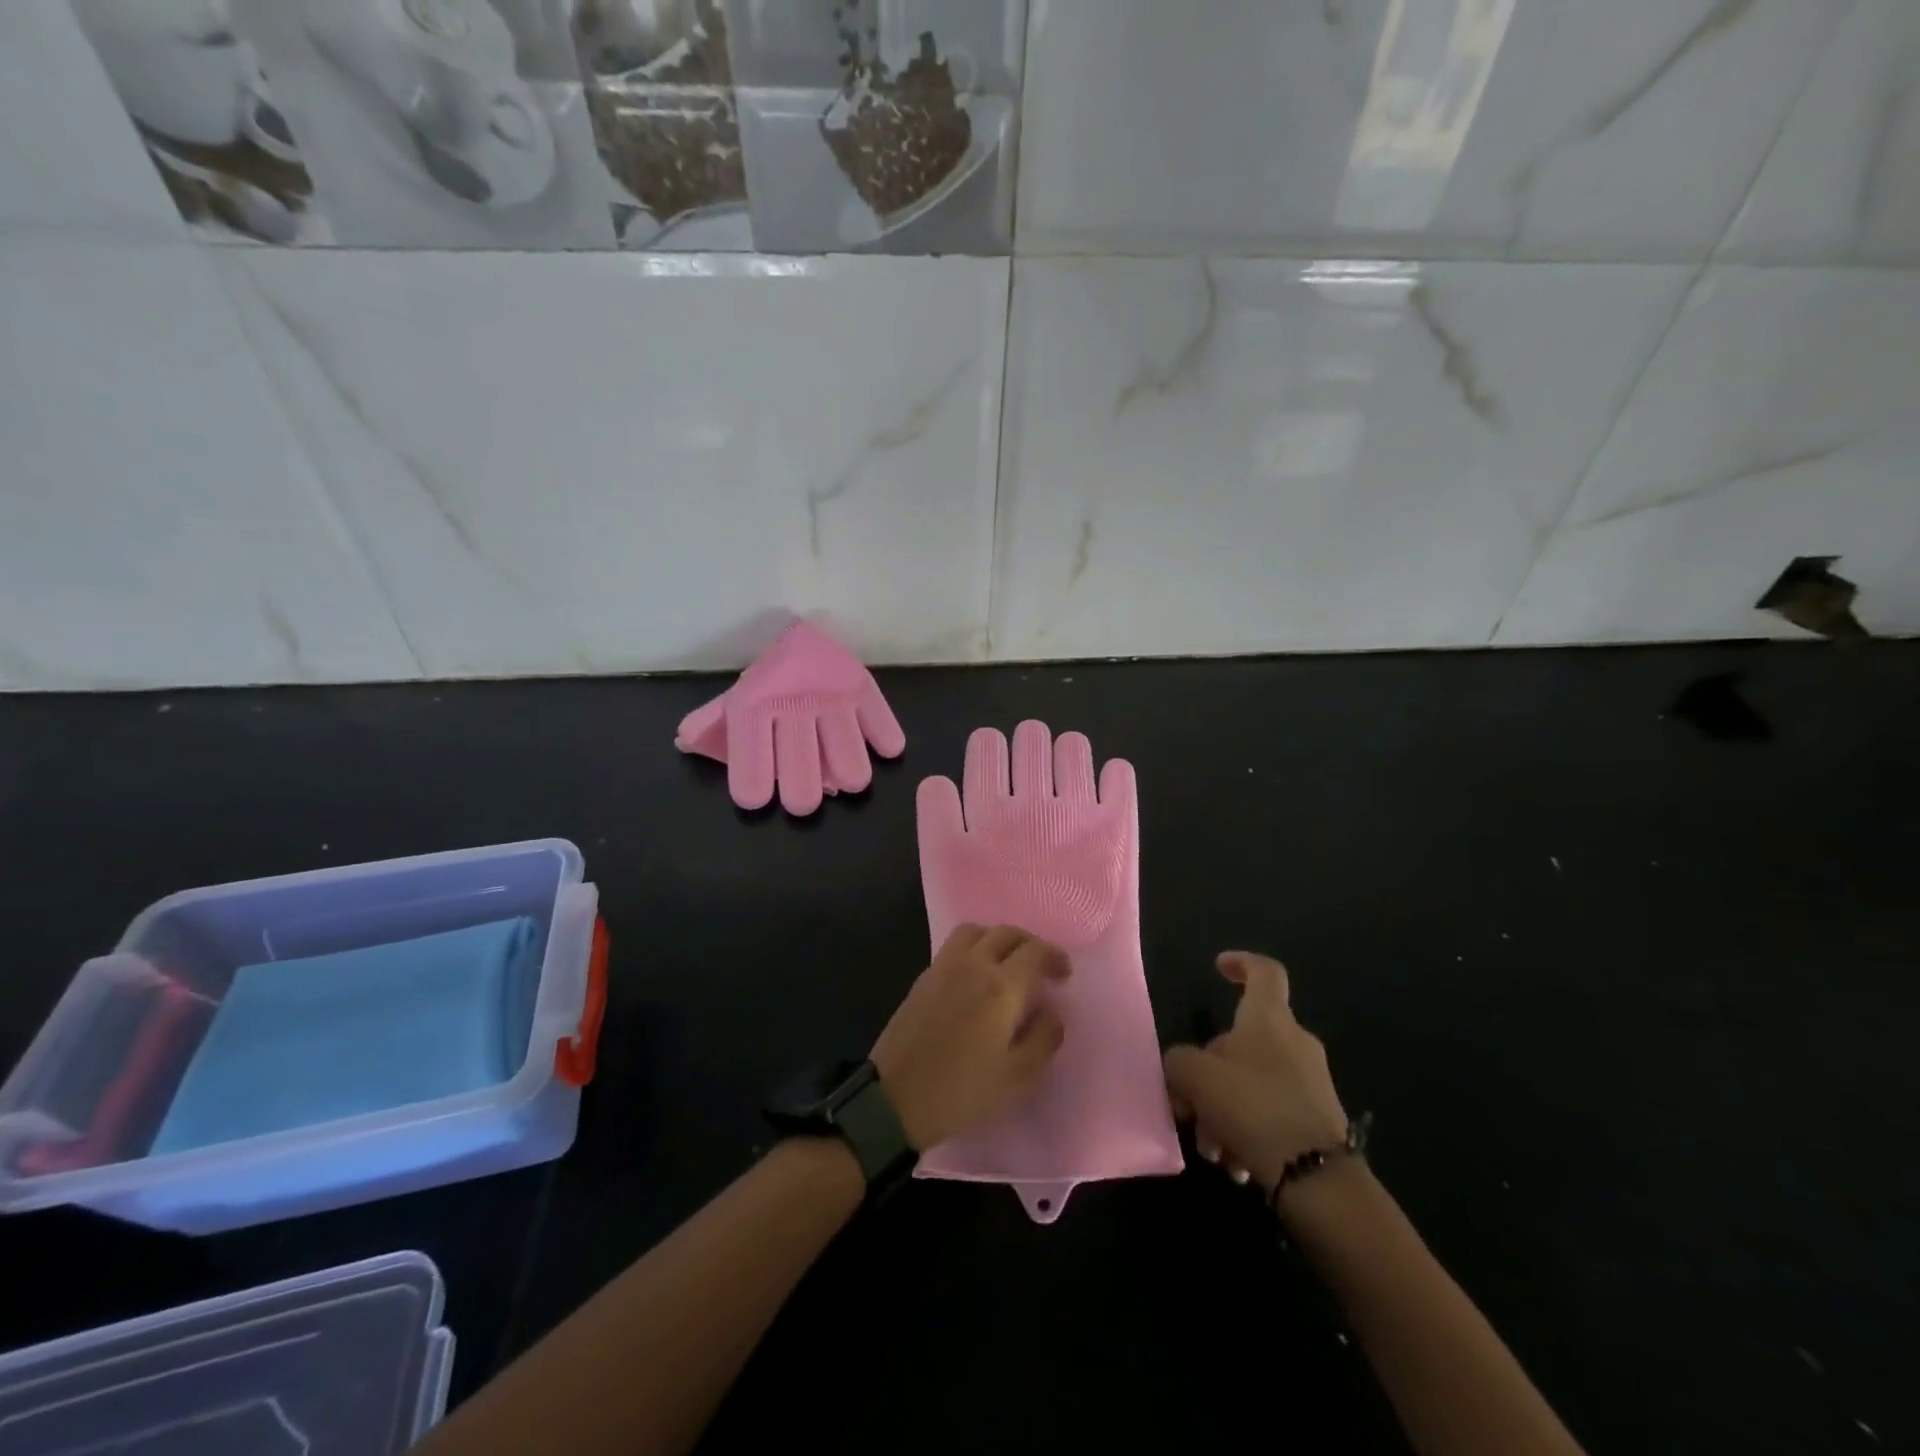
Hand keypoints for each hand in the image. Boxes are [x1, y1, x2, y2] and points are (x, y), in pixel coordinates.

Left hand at [870, 924, 1070, 1150]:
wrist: (894, 1099)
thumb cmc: (961, 1091)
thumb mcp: (1017, 1077)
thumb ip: (1043, 1039)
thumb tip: (1052, 1013)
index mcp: (1001, 986)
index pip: (1035, 951)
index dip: (1054, 956)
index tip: (1063, 974)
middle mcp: (973, 964)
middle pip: (1006, 933)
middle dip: (1029, 944)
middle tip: (1041, 968)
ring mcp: (944, 967)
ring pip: (977, 931)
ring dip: (998, 939)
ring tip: (1007, 965)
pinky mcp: (923, 977)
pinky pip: (955, 945)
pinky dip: (974, 948)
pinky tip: (977, 977)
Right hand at [1163, 952, 1349, 1195]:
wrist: (1319, 1181)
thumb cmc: (1254, 1109)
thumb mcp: (1196, 1078)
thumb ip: (1179, 1062)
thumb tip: (1182, 1067)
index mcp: (1270, 1019)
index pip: (1264, 972)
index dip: (1241, 963)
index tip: (1218, 967)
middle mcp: (1294, 1043)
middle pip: (1242, 1040)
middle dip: (1209, 1073)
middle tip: (1188, 1106)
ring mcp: (1310, 1083)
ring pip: (1252, 1083)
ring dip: (1223, 1111)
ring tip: (1212, 1150)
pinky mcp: (1318, 1122)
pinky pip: (1270, 1114)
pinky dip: (1247, 1133)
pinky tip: (1236, 1166)